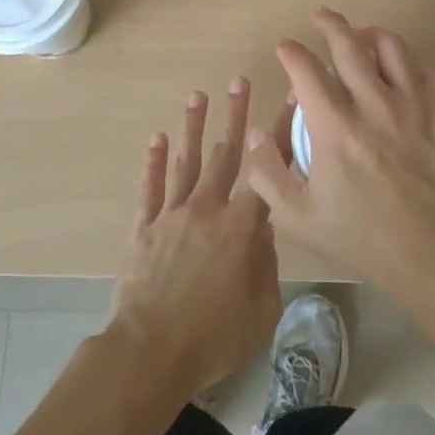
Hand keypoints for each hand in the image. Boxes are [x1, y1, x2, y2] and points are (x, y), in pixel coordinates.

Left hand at [110, 78, 282, 395]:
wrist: (151, 352)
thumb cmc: (214, 338)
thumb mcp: (262, 309)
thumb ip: (267, 264)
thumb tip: (263, 230)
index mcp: (241, 227)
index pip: (266, 171)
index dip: (280, 134)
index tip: (289, 100)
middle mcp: (207, 208)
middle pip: (224, 153)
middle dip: (234, 115)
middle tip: (238, 81)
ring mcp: (172, 214)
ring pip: (185, 162)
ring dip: (192, 127)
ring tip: (197, 96)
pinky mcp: (144, 228)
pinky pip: (150, 188)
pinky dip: (153, 162)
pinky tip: (156, 139)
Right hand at [244, 10, 434, 297]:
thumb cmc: (363, 237)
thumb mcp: (300, 218)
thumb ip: (268, 174)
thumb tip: (254, 133)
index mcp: (336, 126)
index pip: (306, 70)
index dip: (291, 52)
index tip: (285, 48)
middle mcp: (374, 105)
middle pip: (349, 45)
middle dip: (330, 24)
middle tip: (321, 16)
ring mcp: (415, 107)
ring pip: (393, 49)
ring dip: (373, 35)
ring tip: (363, 35)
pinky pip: (433, 74)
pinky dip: (416, 65)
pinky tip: (406, 70)